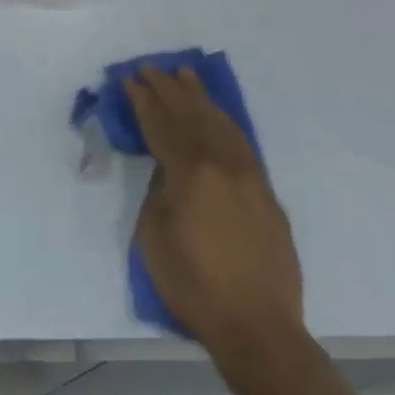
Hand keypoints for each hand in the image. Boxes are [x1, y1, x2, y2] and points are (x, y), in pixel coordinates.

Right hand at [127, 66, 303, 352]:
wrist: (257, 326)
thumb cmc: (193, 285)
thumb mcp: (153, 235)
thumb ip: (157, 190)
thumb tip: (165, 167)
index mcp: (190, 173)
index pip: (161, 125)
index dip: (143, 101)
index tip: (129, 79)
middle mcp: (223, 164)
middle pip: (191, 116)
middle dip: (168, 89)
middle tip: (150, 68)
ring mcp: (249, 175)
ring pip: (221, 123)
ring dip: (200, 97)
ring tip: (185, 74)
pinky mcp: (265, 191)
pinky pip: (241, 142)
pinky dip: (225, 121)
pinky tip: (217, 113)